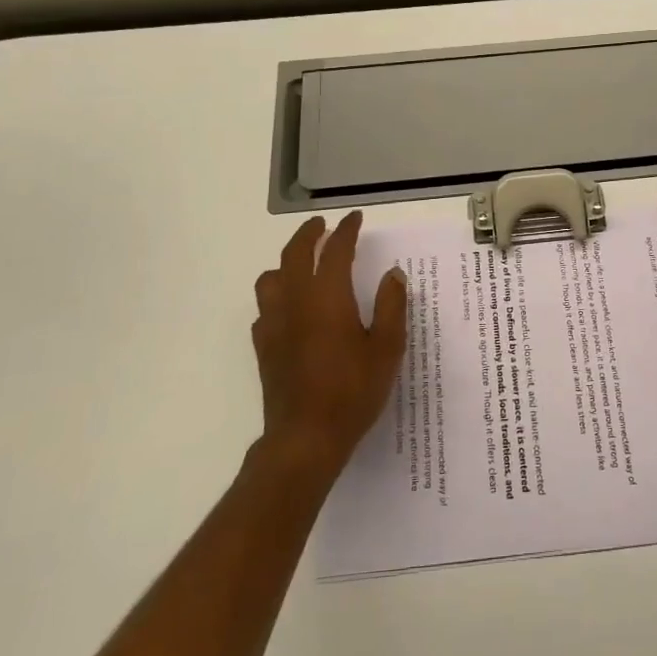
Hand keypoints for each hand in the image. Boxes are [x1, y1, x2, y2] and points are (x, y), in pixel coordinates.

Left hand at [251, 211, 407, 479]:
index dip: (347, 230)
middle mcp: (296, 301)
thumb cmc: (353, 391)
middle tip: (322, 225)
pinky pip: (265, 307)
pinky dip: (277, 295)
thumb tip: (392, 274)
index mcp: (328, 296)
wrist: (305, 438)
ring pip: (271, 277)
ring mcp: (274, 323)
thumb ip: (390, 306)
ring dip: (287, 262)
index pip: (336, 250)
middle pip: (295, 253)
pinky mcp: (264, 346)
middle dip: (309, 233)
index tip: (355, 218)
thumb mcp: (386, 348)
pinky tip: (290, 308)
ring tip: (303, 264)